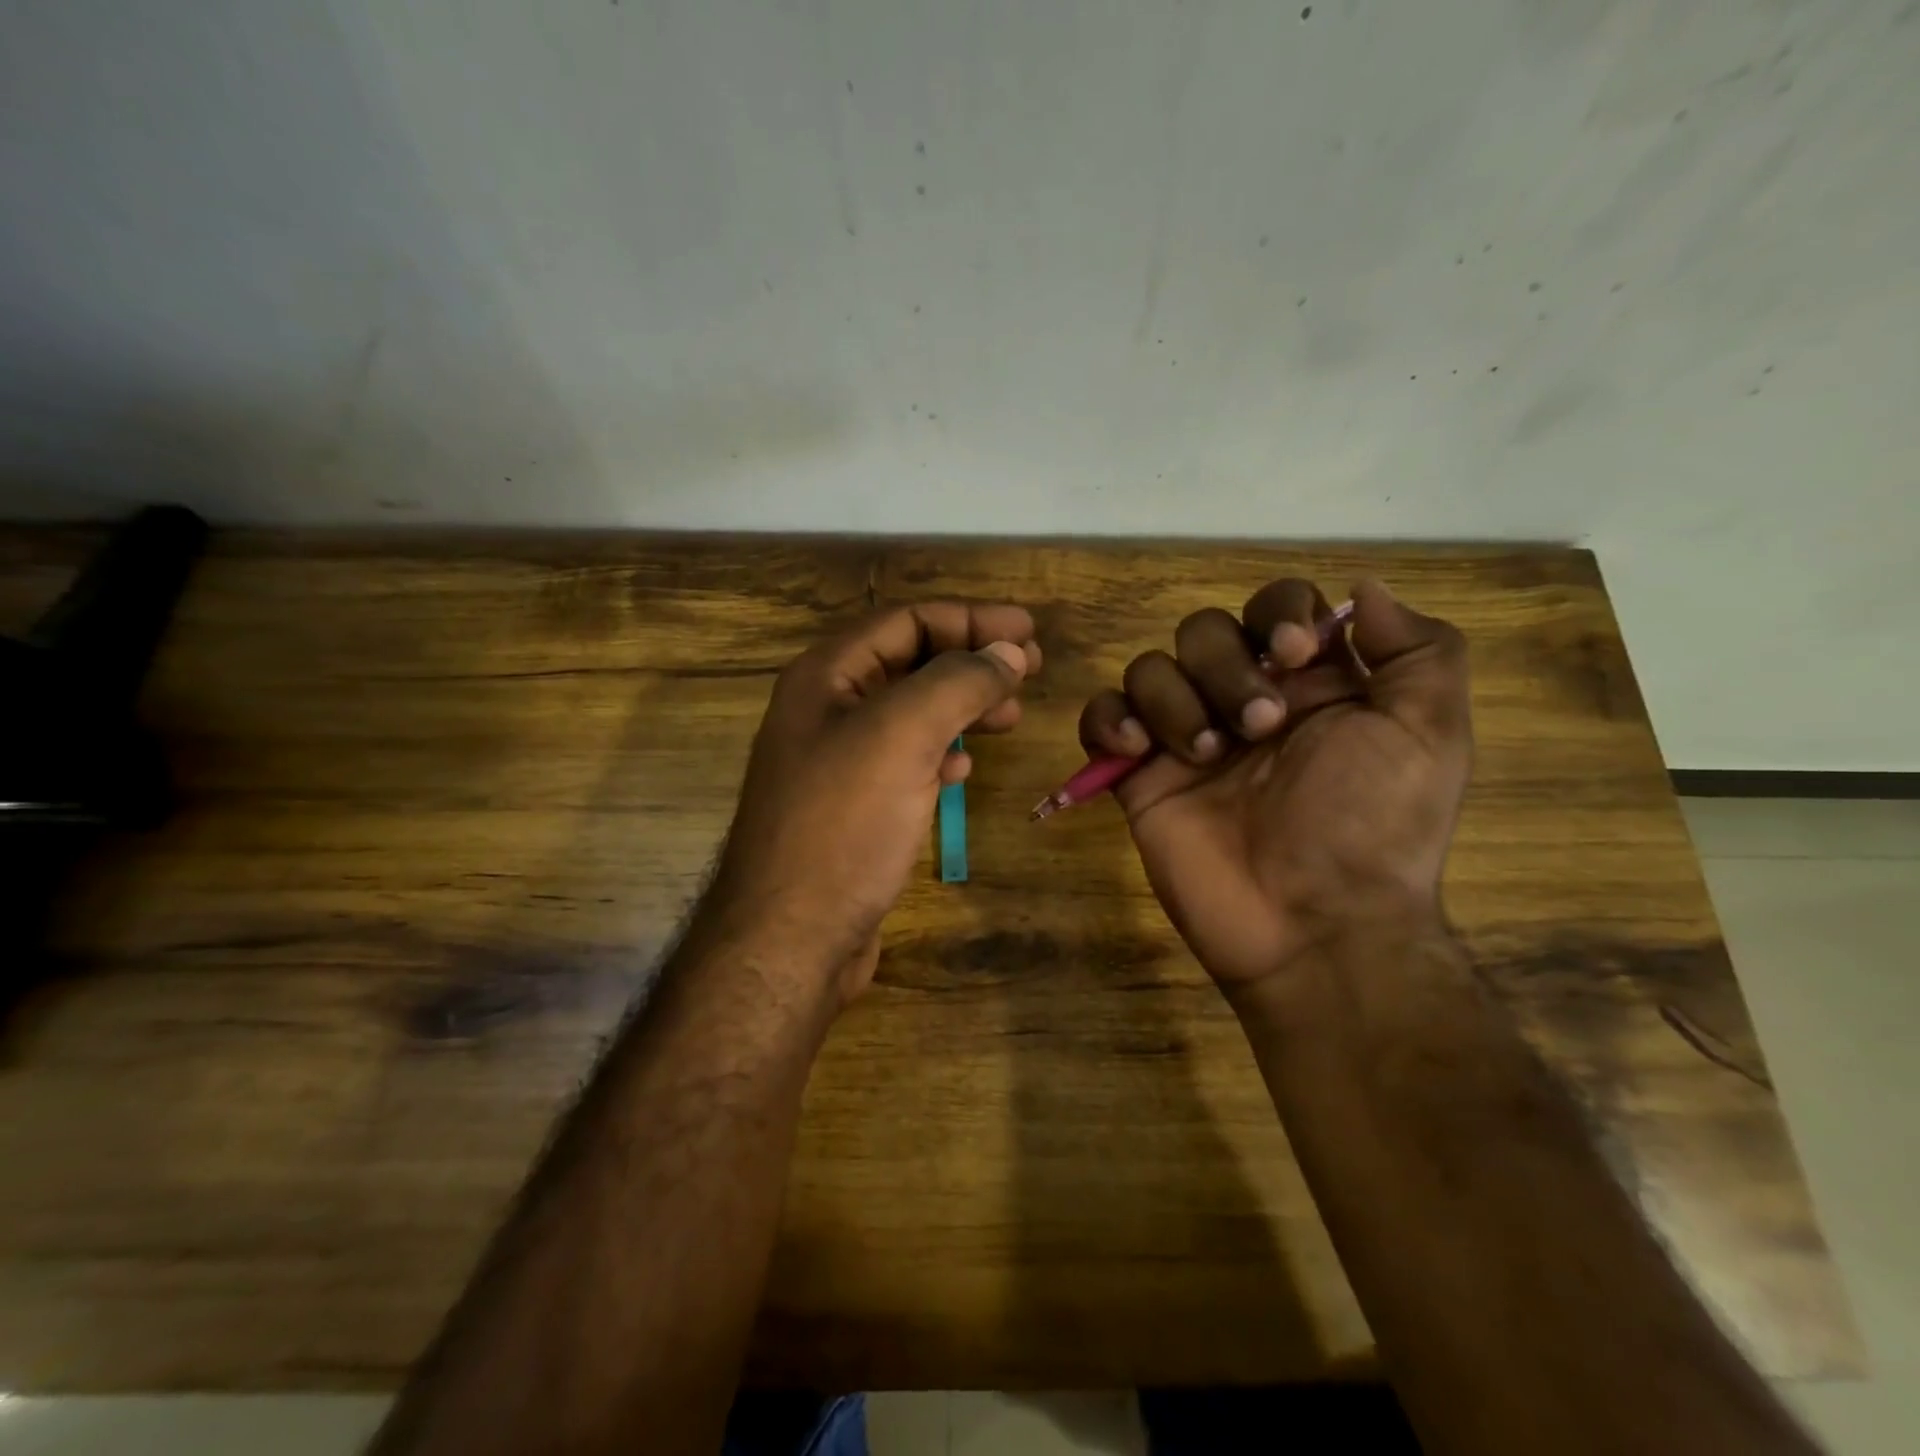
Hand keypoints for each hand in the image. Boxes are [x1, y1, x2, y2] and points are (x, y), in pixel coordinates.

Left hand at [711, 602, 1040, 1001]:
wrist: (791, 937)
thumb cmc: (843, 824)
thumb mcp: (902, 735)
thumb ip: (958, 681)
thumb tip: (1008, 652)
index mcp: (827, 676)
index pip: (907, 621)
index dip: (971, 620)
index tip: (1028, 632)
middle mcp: (827, 709)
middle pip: (911, 663)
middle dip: (971, 661)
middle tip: (1030, 670)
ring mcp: (838, 761)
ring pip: (912, 713)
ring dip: (963, 706)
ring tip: (1011, 716)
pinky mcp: (853, 807)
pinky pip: (905, 759)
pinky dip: (940, 752)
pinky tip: (964, 767)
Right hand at [1078, 579, 1470, 999]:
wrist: (1313, 925)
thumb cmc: (1374, 827)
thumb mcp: (1430, 734)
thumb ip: (1416, 649)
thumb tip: (1364, 589)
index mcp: (1310, 685)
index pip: (1275, 607)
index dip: (1277, 612)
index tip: (1293, 653)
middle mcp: (1243, 700)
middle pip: (1203, 631)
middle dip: (1226, 669)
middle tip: (1260, 729)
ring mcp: (1185, 738)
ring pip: (1149, 668)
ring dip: (1174, 700)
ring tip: (1205, 757)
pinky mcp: (1139, 777)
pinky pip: (1102, 718)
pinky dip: (1110, 721)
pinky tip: (1136, 752)